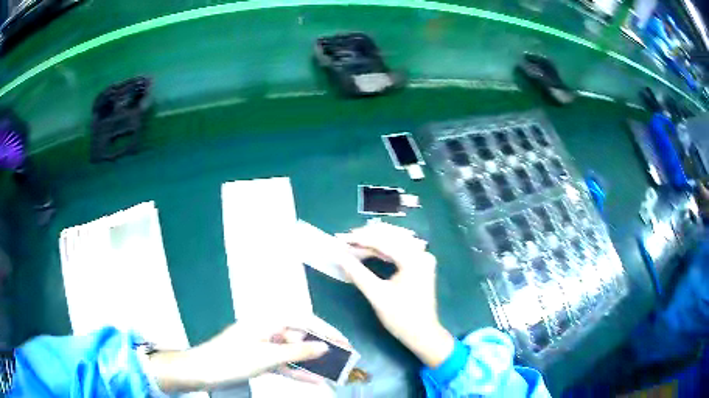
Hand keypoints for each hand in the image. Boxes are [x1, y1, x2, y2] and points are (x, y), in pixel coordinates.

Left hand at [149, 316, 349, 391]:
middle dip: (321, 346)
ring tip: (334, 370)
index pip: (302, 319)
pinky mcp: (259, 359)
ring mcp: (262, 346)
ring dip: (311, 361)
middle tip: (343, 357)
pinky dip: (297, 371)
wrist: (201, 372)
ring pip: (292, 351)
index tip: (343, 341)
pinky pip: (283, 364)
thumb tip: (324, 346)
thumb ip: (297, 352)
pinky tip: (315, 380)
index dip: (325, 329)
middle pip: (299, 335)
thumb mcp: (267, 357)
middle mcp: (265, 330)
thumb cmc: (232, 360)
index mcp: (266, 321)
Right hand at [337, 222, 453, 367]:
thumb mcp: (376, 295)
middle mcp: (421, 254)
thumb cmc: (401, 317)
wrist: (422, 334)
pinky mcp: (420, 266)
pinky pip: (400, 250)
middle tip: (345, 239)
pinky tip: (370, 250)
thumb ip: (357, 273)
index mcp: (413, 259)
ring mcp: (423, 259)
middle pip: (391, 237)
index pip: (384, 242)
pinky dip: (384, 250)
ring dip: (374, 241)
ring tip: (354, 243)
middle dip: (367, 237)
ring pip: (395, 242)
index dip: (360, 239)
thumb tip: (338, 256)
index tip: (341, 238)